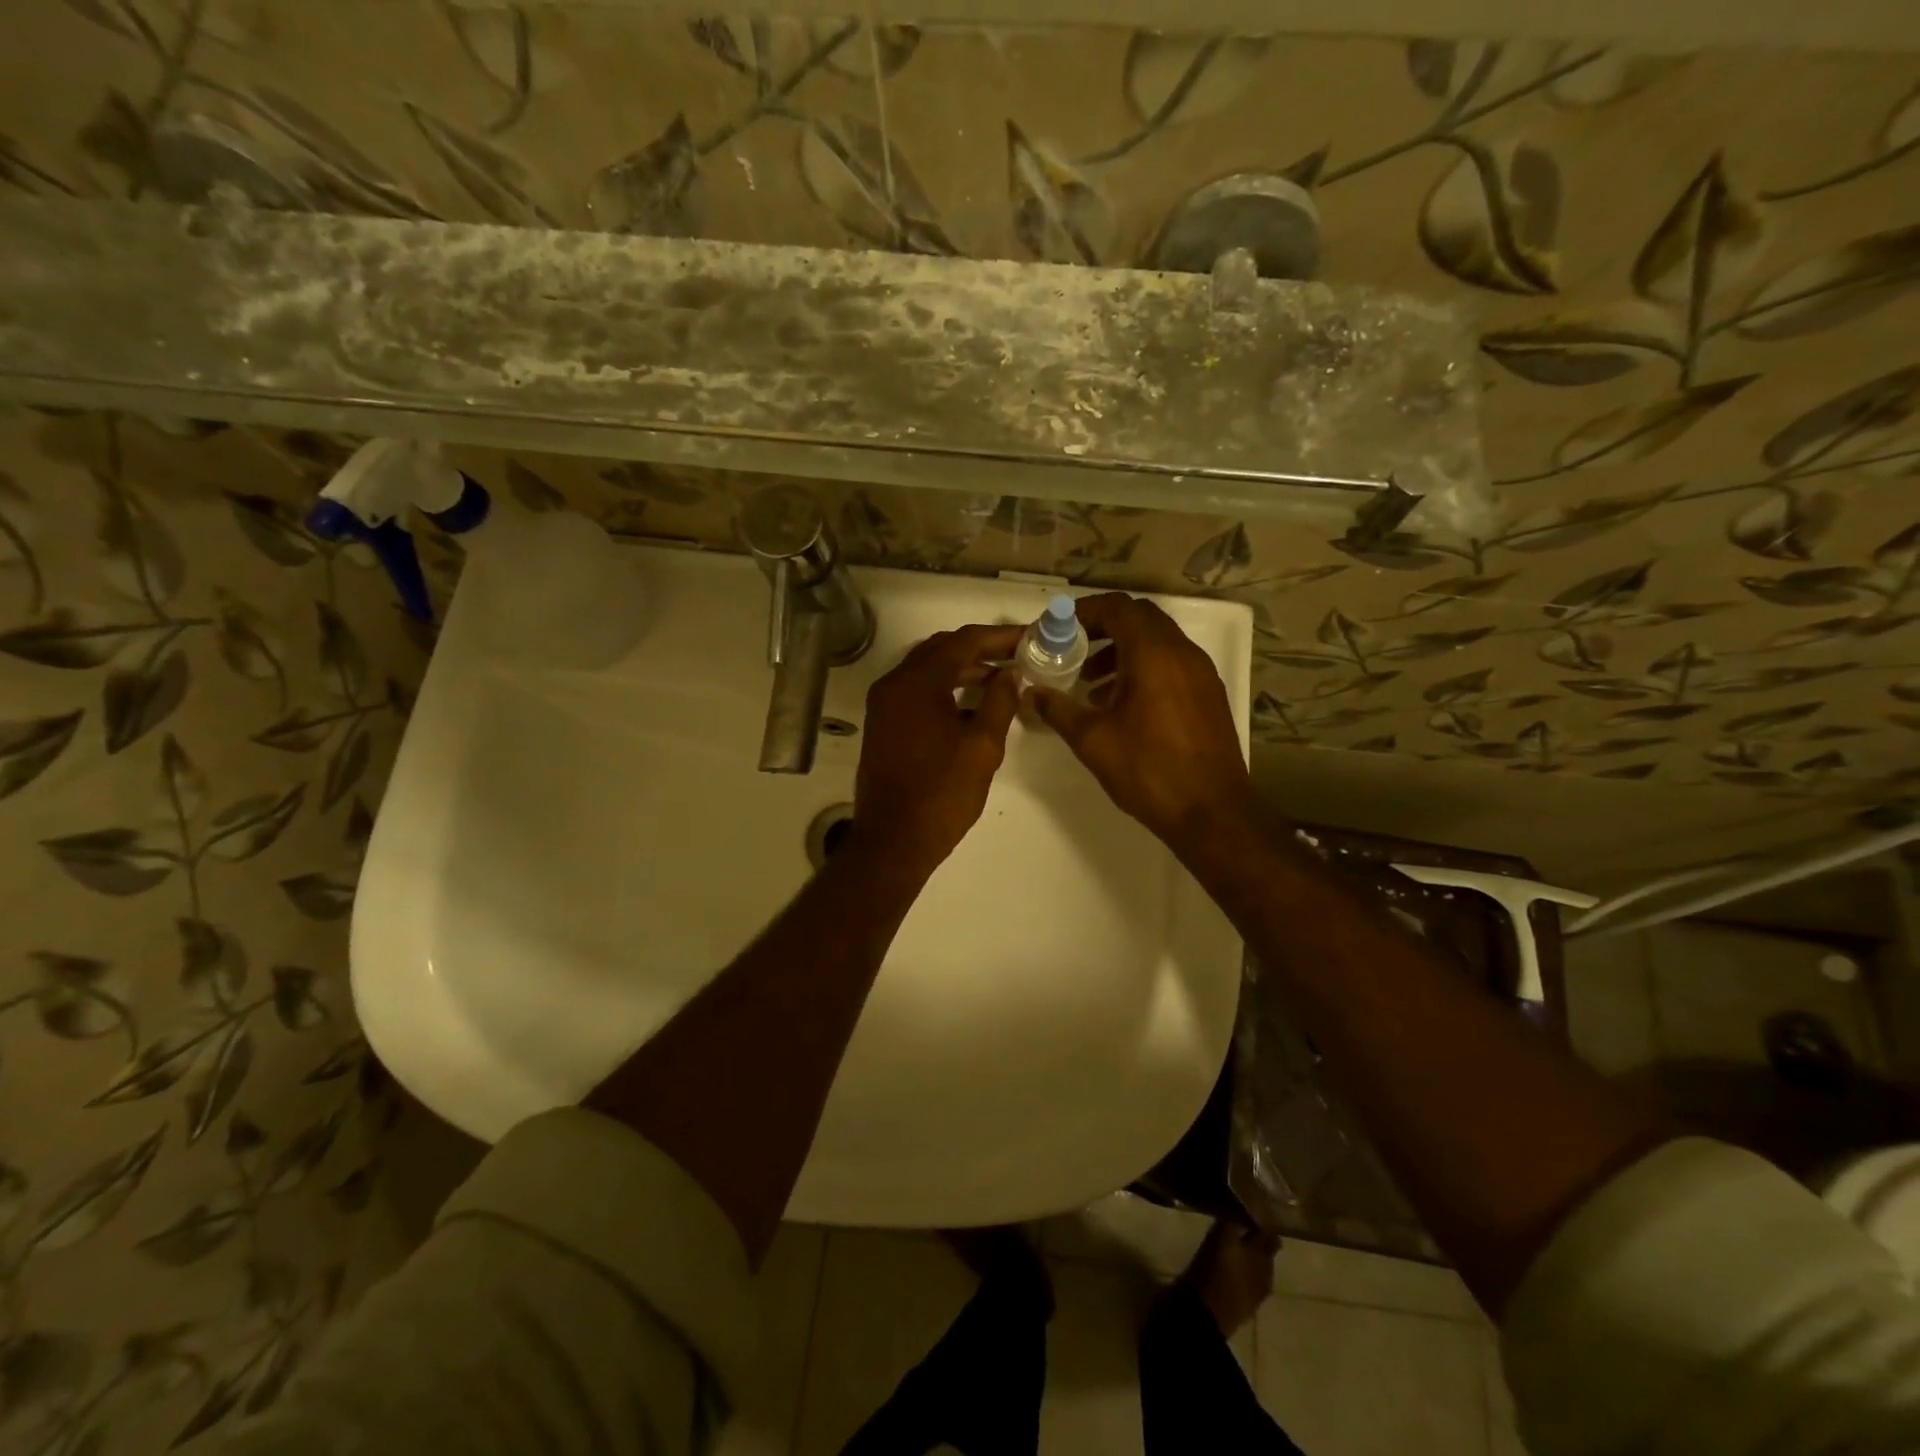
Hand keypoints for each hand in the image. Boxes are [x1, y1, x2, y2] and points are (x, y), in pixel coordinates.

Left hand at [852, 623, 1023, 878]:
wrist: (894, 840)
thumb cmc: (942, 793)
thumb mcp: (982, 746)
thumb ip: (999, 702)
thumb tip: (1011, 673)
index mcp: (917, 683)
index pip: (963, 642)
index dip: (999, 637)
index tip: (1029, 637)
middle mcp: (894, 684)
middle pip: (942, 650)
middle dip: (980, 649)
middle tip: (1017, 654)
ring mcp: (885, 704)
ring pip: (928, 670)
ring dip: (963, 668)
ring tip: (1002, 679)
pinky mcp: (884, 723)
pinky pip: (917, 691)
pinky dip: (945, 688)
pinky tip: (973, 704)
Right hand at [1027, 593, 1251, 850]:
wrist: (1211, 811)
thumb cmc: (1148, 770)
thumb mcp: (1092, 740)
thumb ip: (1058, 709)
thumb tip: (1032, 693)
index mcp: (1153, 654)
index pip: (1117, 608)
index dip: (1084, 612)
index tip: (1058, 630)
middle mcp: (1182, 652)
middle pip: (1139, 618)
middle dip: (1103, 628)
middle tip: (1072, 651)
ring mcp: (1200, 673)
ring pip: (1157, 641)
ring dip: (1123, 650)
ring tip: (1092, 683)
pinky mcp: (1209, 694)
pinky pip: (1172, 662)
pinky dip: (1144, 667)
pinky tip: (1123, 704)